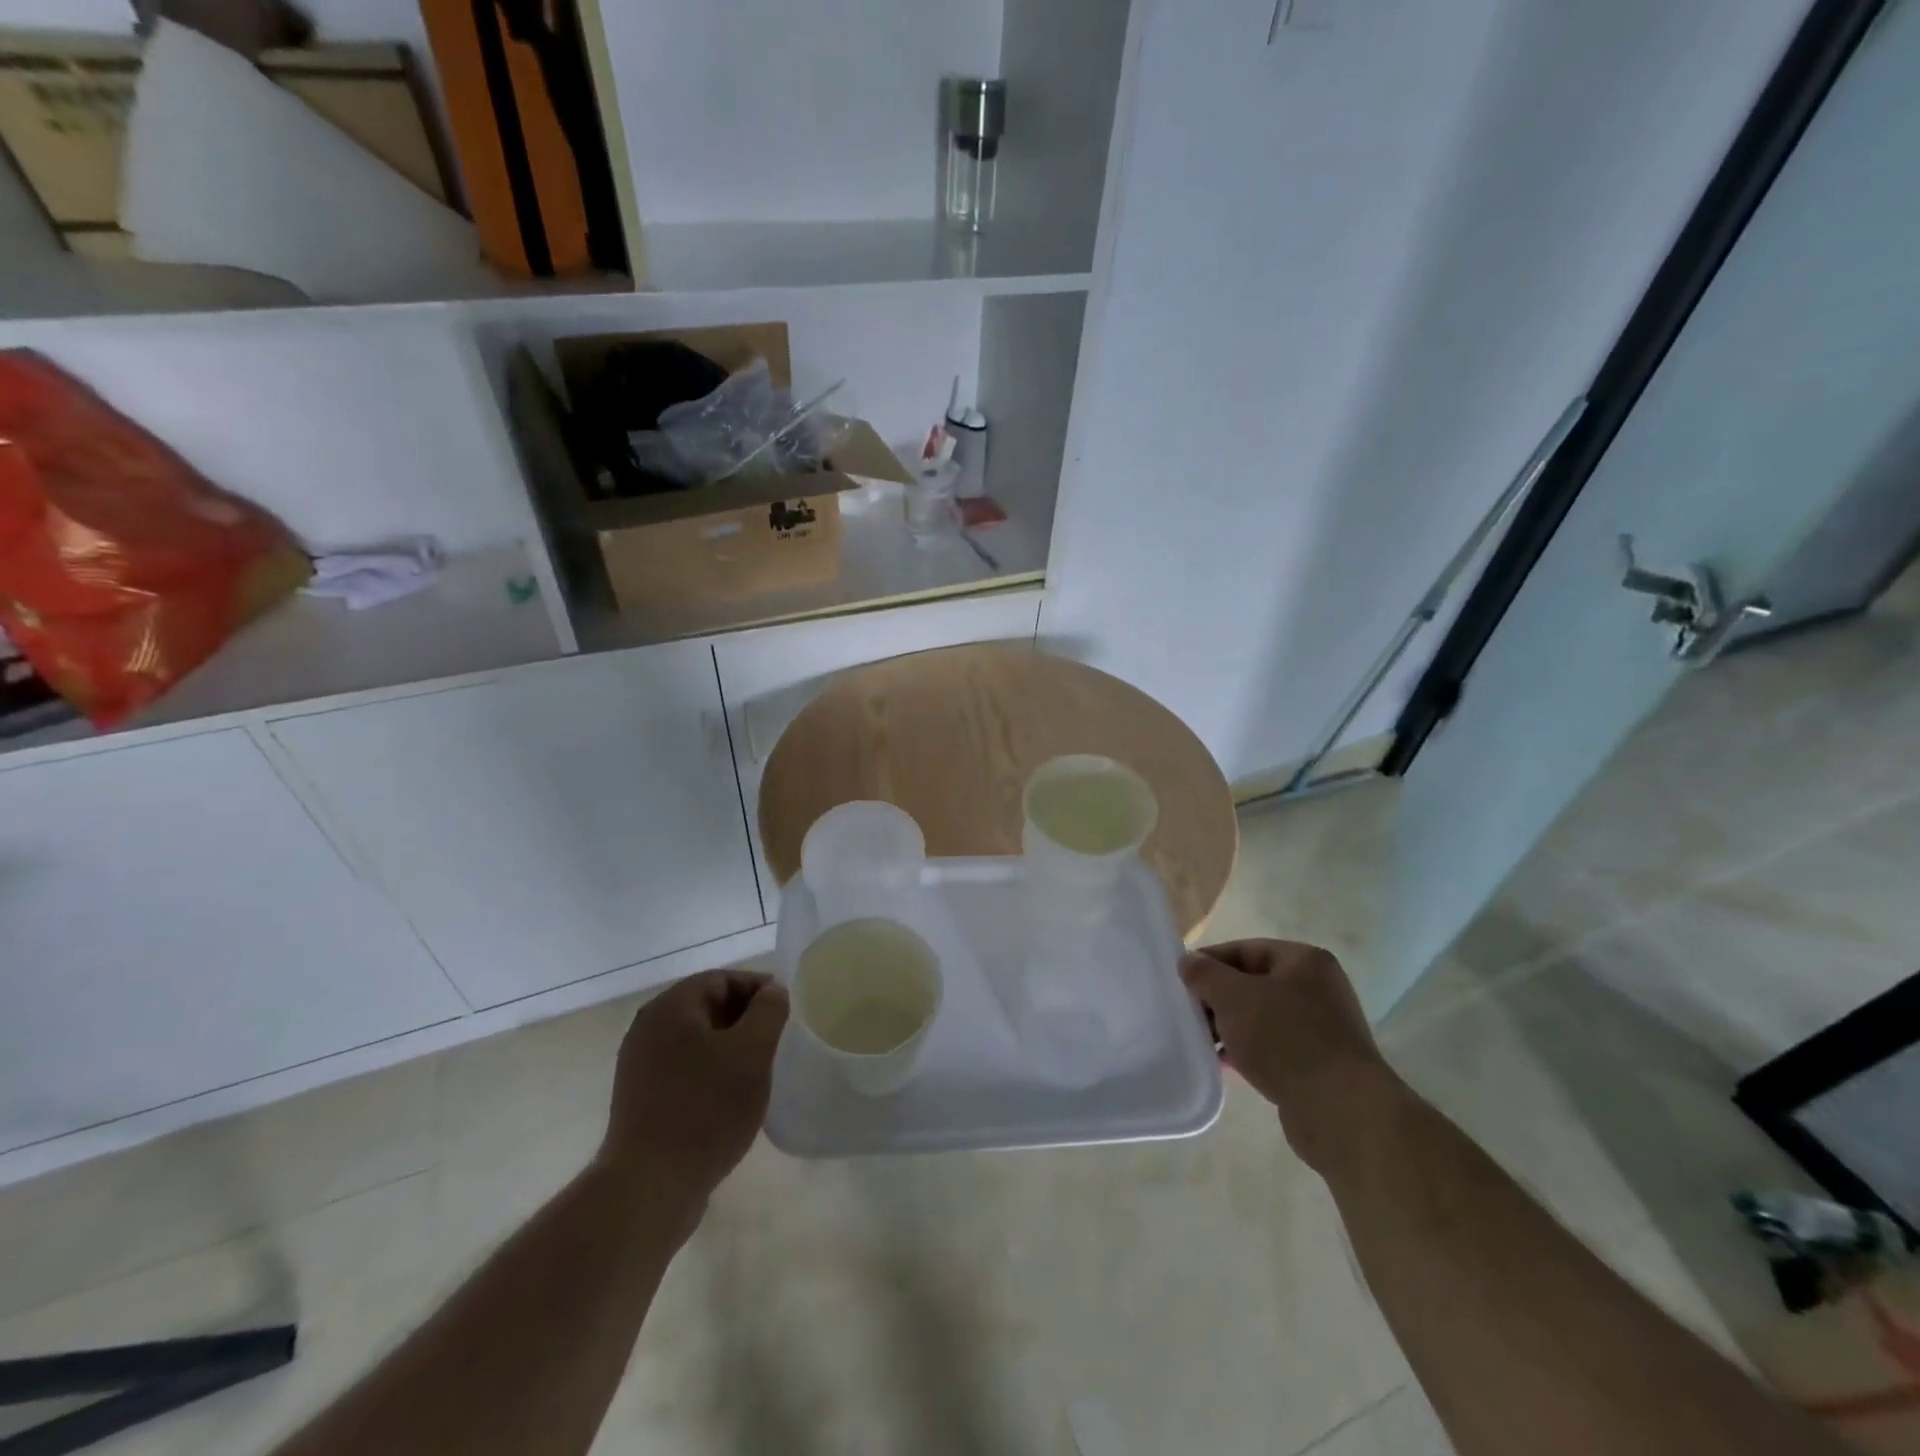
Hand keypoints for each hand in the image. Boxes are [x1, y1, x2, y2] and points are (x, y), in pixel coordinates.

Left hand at [598, 970, 788, 1216]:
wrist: (649, 1188)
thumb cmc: (706, 1109)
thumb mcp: (752, 1053)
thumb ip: (768, 1011)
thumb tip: (772, 991)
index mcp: (670, 1008)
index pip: (721, 979)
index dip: (757, 989)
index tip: (785, 1011)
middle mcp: (647, 1029)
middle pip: (707, 1007)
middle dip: (744, 1019)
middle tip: (775, 1041)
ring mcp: (639, 1066)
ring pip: (696, 1040)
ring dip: (728, 1048)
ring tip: (756, 1071)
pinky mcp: (640, 1100)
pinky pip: (683, 1069)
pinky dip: (709, 1072)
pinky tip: (730, 1098)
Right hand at [1180, 939, 1401, 1172]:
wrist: (1341, 1112)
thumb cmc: (1286, 1040)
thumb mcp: (1234, 997)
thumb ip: (1205, 974)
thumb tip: (1188, 961)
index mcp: (1304, 962)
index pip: (1245, 949)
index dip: (1210, 962)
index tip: (1181, 981)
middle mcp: (1318, 989)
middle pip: (1253, 983)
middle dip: (1219, 998)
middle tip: (1189, 1014)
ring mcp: (1322, 1028)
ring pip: (1262, 1018)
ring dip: (1231, 1028)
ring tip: (1202, 1042)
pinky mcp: (1319, 1064)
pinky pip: (1274, 1048)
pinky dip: (1249, 1052)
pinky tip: (1225, 1065)